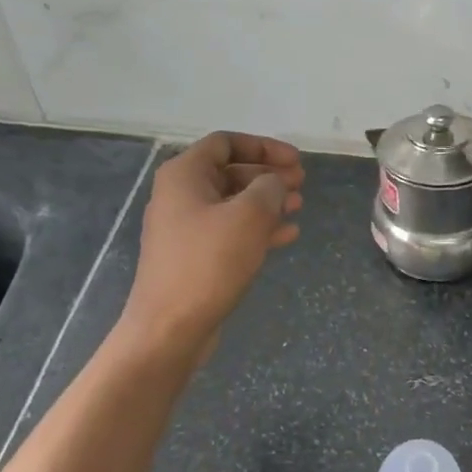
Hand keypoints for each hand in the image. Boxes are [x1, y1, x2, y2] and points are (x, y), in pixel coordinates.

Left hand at [124, 131, 303, 344]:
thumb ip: (269, 188)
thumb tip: (275, 183)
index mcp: (184, 175)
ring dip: (267, 202)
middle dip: (268, 175)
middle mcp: (180, 195)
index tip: (296, 161)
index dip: (264, 146)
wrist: (170, 328)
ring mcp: (185, 228)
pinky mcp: (194, 257)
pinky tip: (287, 235)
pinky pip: (230, 231)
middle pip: (231, 172)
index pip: (226, 143)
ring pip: (233, 203)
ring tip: (299, 207)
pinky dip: (258, 228)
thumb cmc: (208, 263)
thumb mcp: (248, 216)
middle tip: (302, 183)